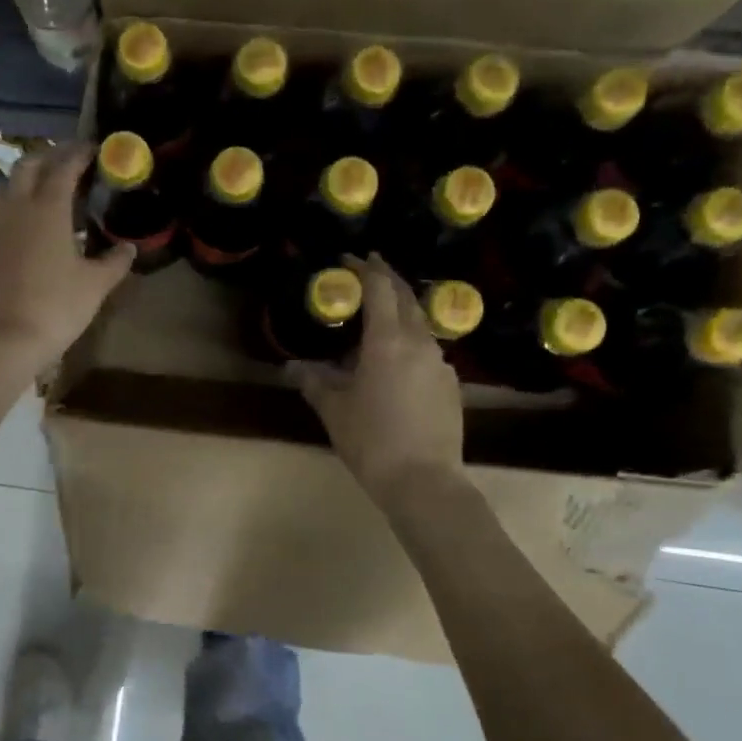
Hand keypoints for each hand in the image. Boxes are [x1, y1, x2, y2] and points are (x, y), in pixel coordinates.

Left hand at [0, 142, 133, 371]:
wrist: (6, 340)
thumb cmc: (57, 307)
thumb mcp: (96, 285)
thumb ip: (115, 261)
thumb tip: (128, 248)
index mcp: (47, 209)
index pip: (63, 167)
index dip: (79, 154)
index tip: (94, 149)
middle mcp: (16, 208)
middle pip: (27, 166)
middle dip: (49, 157)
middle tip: (69, 162)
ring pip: (3, 185)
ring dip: (23, 178)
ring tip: (43, 189)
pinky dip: (12, 206)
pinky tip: (26, 227)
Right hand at [293, 255, 463, 499]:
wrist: (425, 482)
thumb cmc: (372, 441)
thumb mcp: (334, 410)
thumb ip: (313, 381)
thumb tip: (291, 367)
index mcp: (387, 341)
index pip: (380, 288)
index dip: (365, 268)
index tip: (350, 258)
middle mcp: (419, 343)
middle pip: (405, 297)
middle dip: (387, 278)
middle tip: (368, 269)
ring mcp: (441, 363)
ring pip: (420, 323)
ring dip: (400, 310)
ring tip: (378, 316)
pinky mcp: (451, 384)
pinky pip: (428, 349)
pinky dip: (410, 339)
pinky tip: (397, 359)